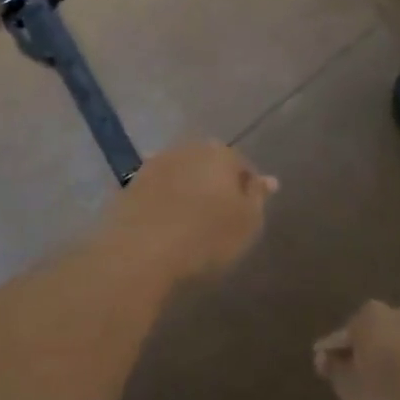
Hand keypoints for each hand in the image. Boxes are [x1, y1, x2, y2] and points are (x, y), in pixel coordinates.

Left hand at [97, 141, 277, 281]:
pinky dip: (165, 200)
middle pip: (209, 164)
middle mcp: (188, 149)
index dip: (247, 189)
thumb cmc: (205, 237)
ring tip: (192, 220)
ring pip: (182, 173)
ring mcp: (156, 163)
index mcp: (221, 154)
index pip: (242, 165)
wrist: (141, 250)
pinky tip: (167, 220)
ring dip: (188, 189)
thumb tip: (268, 180)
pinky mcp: (132, 183)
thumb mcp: (247, 223)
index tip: (246, 213)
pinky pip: (159, 188)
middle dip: (216, 183)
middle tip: (220, 215)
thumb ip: (258, 197)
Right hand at [314, 302, 399, 399]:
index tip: (324, 374)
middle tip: (357, 383)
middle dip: (362, 355)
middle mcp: (396, 313)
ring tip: (387, 391)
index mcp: (367, 318)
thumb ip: (335, 372)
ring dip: (390, 362)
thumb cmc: (396, 397)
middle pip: (369, 336)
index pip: (338, 338)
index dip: (328, 358)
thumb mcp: (353, 392)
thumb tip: (326, 357)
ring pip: (397, 345)